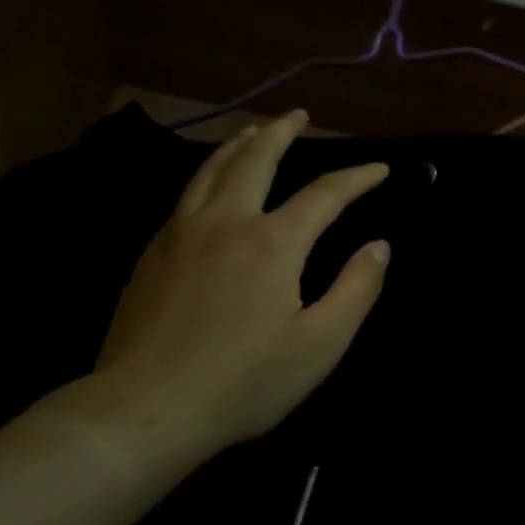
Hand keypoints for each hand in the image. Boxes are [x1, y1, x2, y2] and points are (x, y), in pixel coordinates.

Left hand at [88, 110, 390, 459]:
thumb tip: (379, 246)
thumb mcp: (319, 345)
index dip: (356, 177)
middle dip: (282, 132)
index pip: (324, 194)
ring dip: (240, 144)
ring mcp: (181, 233)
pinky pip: (186, 194)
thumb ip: (356, 289)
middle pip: (257, 159)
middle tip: (299, 115)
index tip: (379, 168)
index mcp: (272, 242)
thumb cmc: (243, 382)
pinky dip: (208, 173)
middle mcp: (226, 222)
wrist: (145, 409)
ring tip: (254, 130)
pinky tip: (210, 183)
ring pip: (213, 170)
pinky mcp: (152, 252)